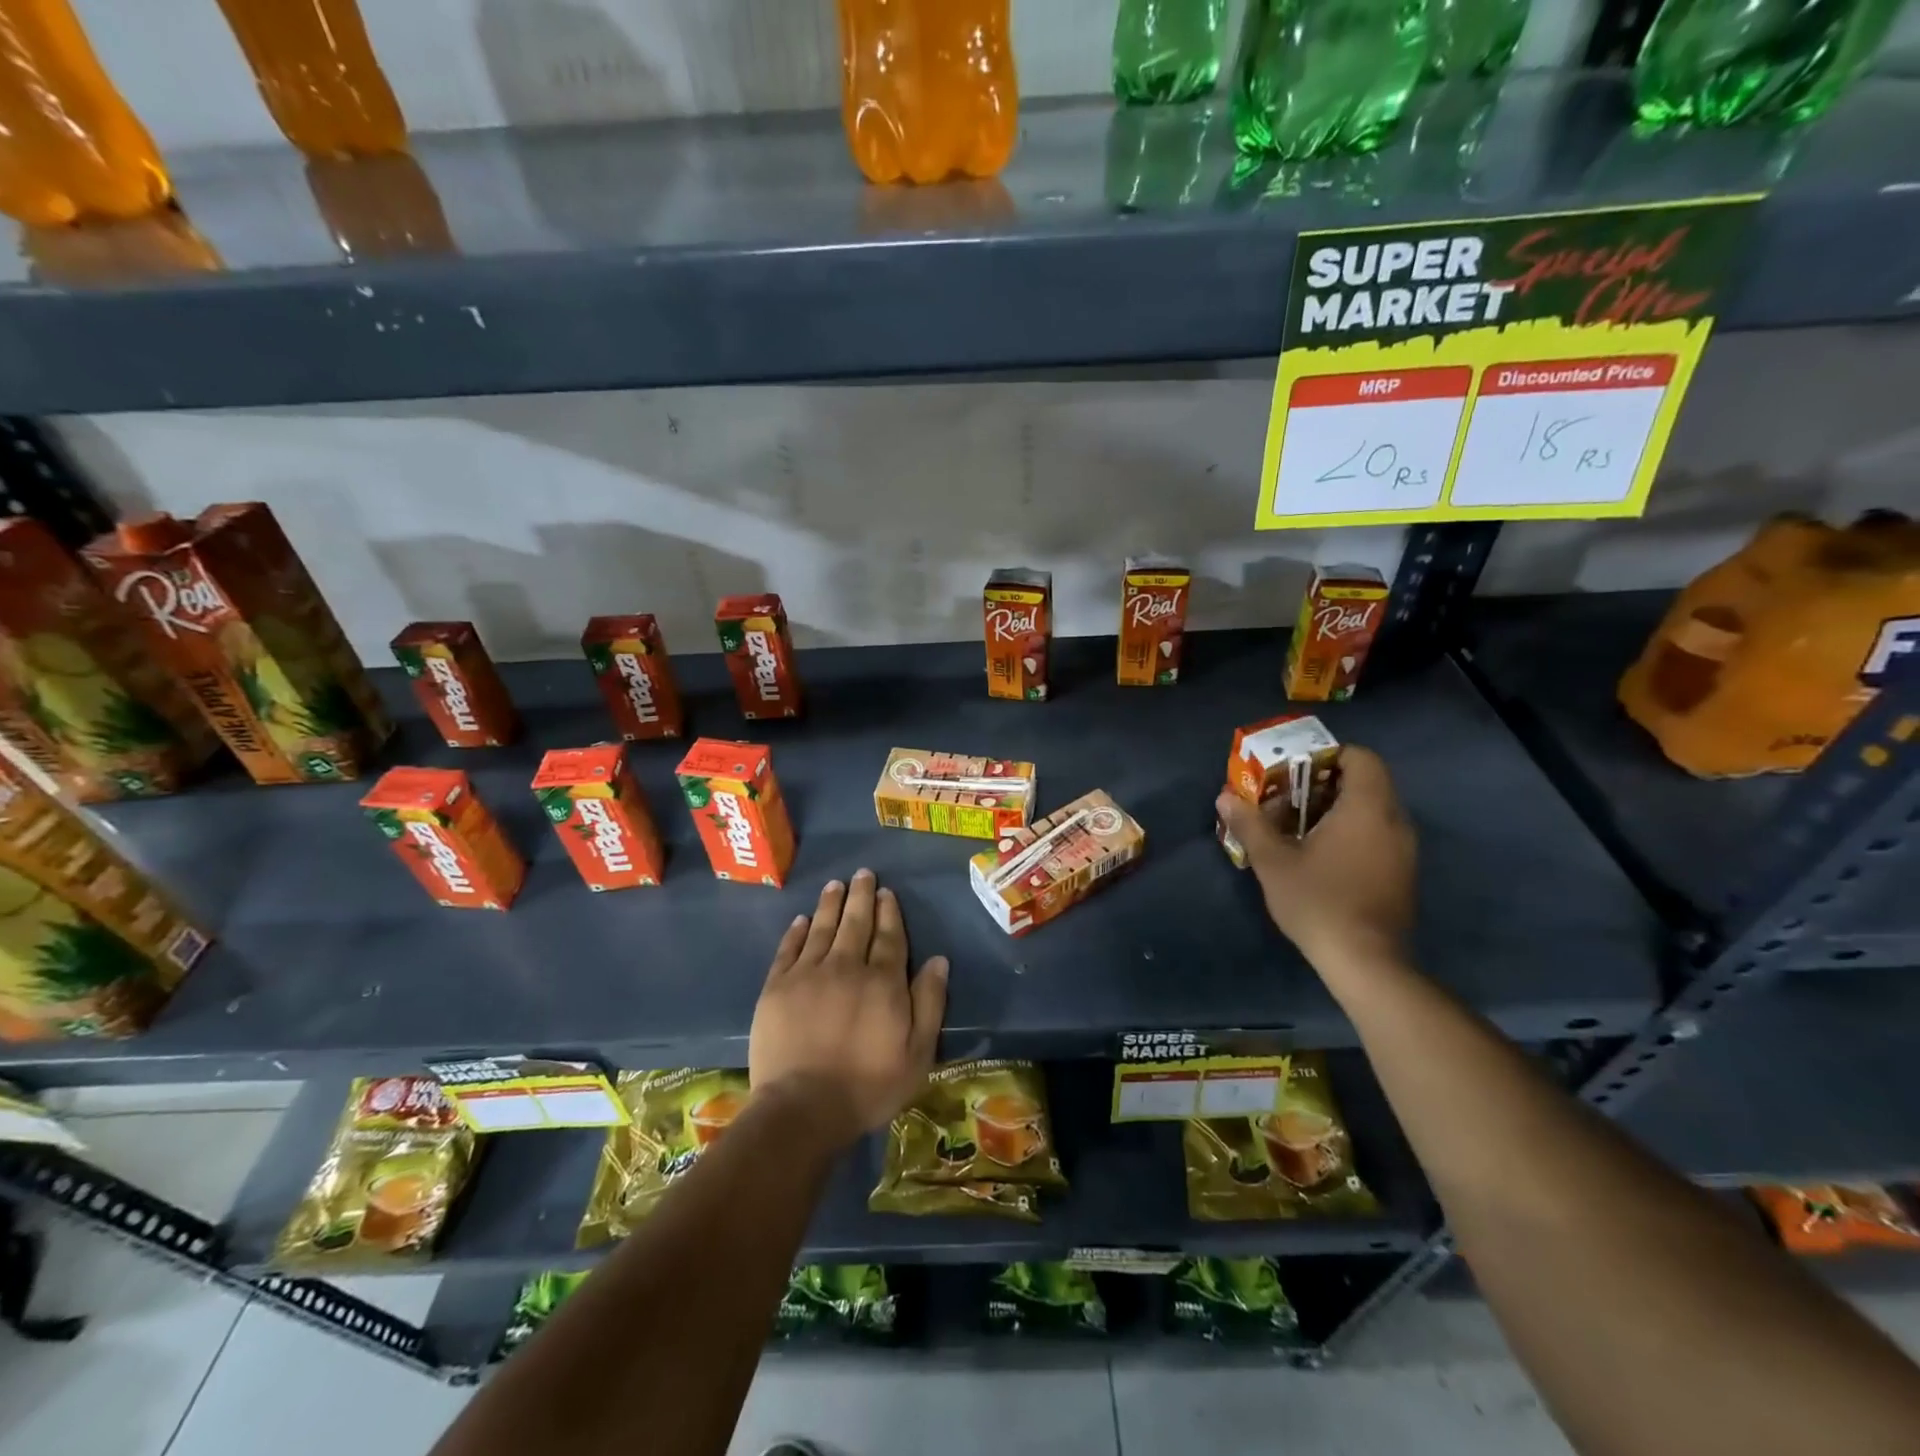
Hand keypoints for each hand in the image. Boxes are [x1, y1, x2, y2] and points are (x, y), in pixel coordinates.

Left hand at [748, 868, 948, 1147]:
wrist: (802, 1108)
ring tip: (835, 885)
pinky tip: (802, 920)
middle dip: (861, 896)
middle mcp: (847, 967)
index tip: (886, 892)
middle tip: (863, 874)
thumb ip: (929, 1003)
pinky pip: (789, 949)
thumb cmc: (868, 1086)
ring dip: (831, 904)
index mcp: (883, 982)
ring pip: (822, 928)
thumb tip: (938, 960)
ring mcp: (808, 974)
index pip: (889, 937)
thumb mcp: (917, 1053)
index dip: (889, 912)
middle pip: (856, 923)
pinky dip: (797, 932)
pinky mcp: (777, 987)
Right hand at [1215, 744, 1416, 973]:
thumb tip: (1225, 797)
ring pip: (1373, 810)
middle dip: (1325, 784)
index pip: (1361, 758)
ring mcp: (1404, 849)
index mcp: (1367, 808)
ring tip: (1298, 828)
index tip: (1295, 771)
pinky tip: (1322, 856)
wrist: (1365, 962)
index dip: (1328, 756)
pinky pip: (1379, 834)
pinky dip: (1352, 832)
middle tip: (1287, 799)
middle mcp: (1394, 821)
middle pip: (1366, 783)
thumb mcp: (1273, 861)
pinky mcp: (1403, 873)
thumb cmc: (1319, 901)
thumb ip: (1250, 824)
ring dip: (1337, 810)